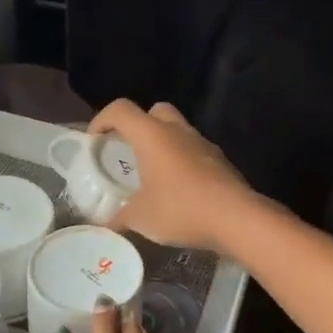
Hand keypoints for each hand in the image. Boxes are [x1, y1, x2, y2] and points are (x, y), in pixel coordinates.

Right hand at [89, 99, 258, 255]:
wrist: (238, 219)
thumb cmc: (181, 208)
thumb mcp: (140, 217)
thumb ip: (120, 216)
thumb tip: (107, 223)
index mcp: (151, 135)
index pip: (120, 109)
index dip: (102, 119)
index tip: (94, 140)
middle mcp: (177, 130)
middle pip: (153, 111)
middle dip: (138, 125)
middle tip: (128, 150)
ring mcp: (203, 144)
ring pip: (177, 130)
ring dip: (163, 144)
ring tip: (153, 173)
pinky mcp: (220, 161)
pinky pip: (194, 151)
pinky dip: (183, 162)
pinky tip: (179, 189)